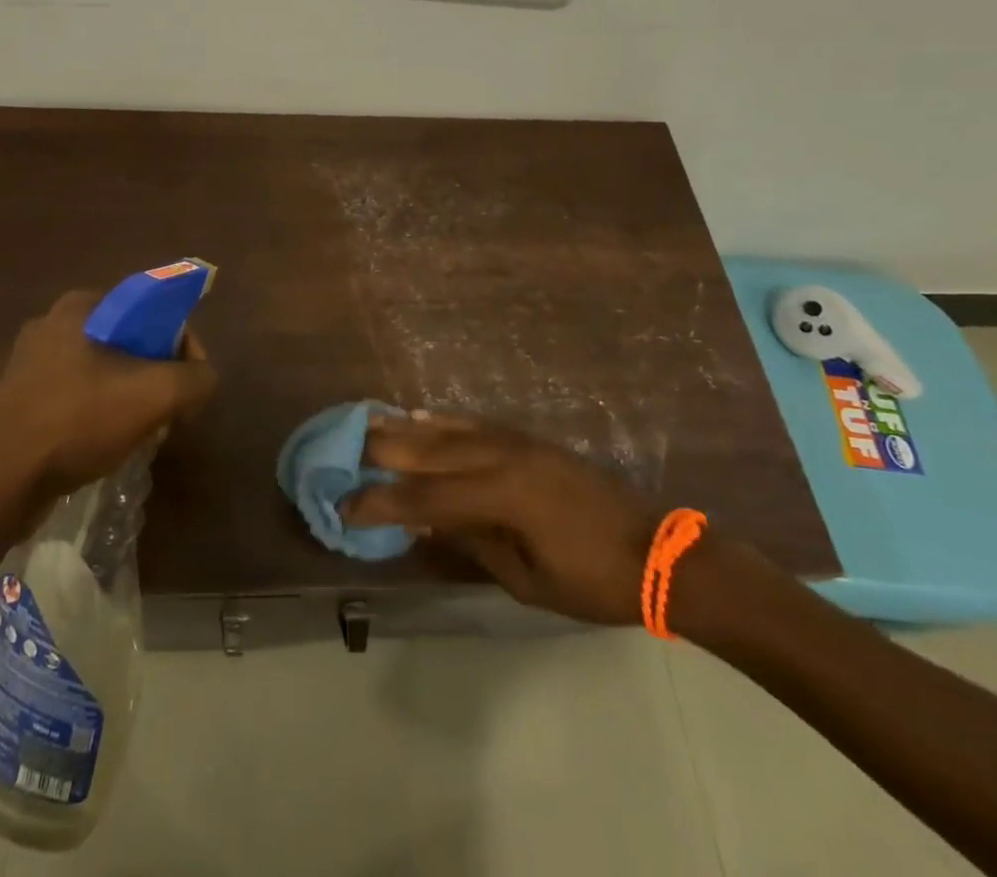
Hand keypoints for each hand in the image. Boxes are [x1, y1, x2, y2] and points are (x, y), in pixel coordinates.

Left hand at [0, 290, 216, 509]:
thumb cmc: (77, 421)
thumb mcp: (155, 395)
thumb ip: (196, 378)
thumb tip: (203, 379)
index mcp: (81, 306)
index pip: (152, 310)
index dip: (182, 345)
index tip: (191, 384)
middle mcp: (52, 324)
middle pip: (129, 342)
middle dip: (156, 375)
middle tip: (169, 411)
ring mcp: (30, 363)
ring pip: (104, 371)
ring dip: (129, 397)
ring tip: (142, 432)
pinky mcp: (19, 400)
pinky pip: (77, 396)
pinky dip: (99, 414)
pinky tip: (106, 445)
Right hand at [345, 415, 655, 625]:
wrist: (657, 551)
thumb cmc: (594, 581)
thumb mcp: (527, 580)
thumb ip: (471, 543)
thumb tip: (422, 522)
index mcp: (500, 497)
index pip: (424, 498)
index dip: (380, 503)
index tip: (344, 506)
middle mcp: (500, 458)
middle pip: (428, 451)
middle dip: (380, 453)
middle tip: (339, 452)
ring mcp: (515, 442)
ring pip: (446, 430)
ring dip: (403, 429)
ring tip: (365, 424)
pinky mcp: (527, 438)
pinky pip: (474, 422)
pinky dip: (441, 419)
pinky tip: (418, 415)